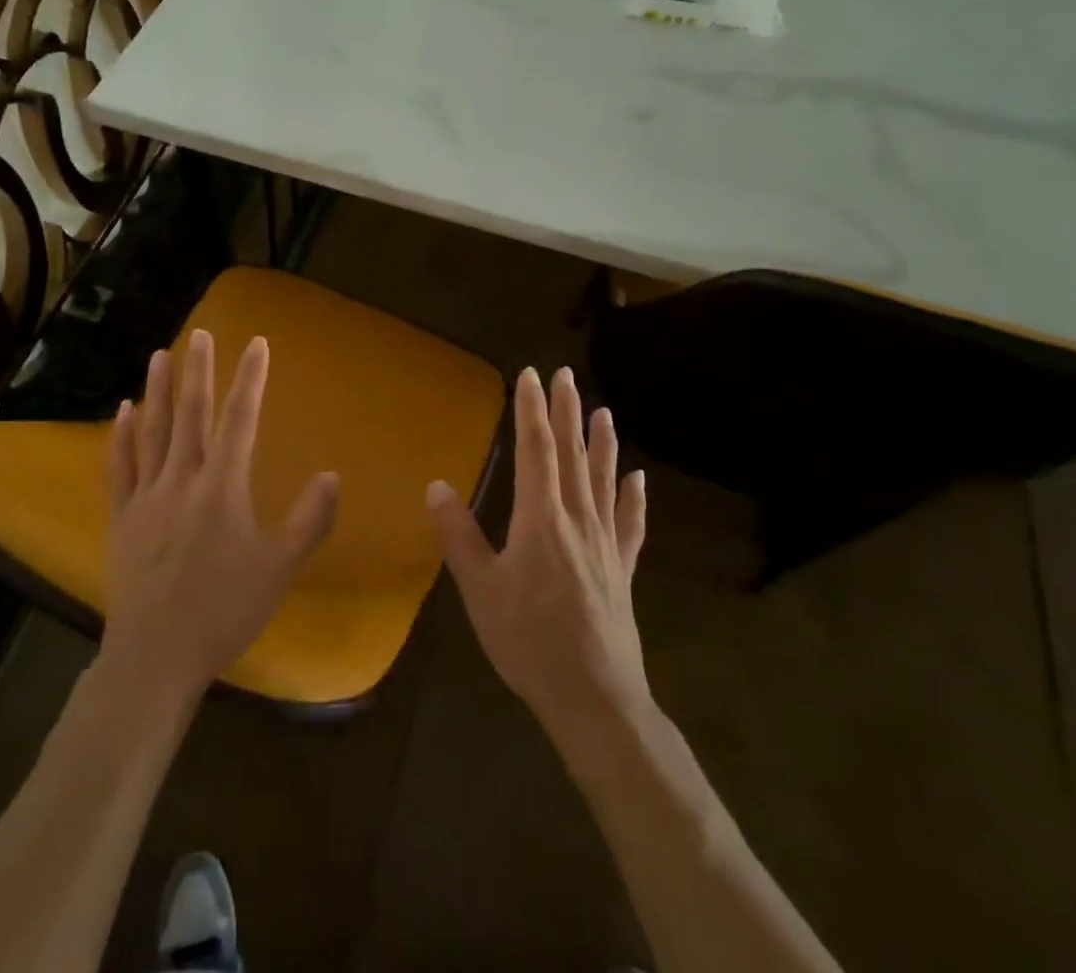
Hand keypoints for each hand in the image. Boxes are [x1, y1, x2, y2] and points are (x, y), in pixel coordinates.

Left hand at [99, 330, 338, 703]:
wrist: (156, 655)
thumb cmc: (224, 611)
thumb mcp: (279, 569)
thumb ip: (309, 520)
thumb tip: (332, 474)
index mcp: (223, 487)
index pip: (241, 419)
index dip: (250, 378)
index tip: (257, 342)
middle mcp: (183, 479)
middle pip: (192, 414)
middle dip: (198, 370)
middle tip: (199, 333)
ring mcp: (147, 495)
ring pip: (153, 431)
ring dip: (157, 390)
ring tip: (159, 355)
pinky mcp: (122, 516)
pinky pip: (120, 466)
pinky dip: (123, 435)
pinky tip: (125, 411)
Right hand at [427, 366, 649, 748]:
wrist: (595, 699)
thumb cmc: (529, 642)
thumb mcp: (480, 590)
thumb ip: (459, 535)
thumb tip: (436, 485)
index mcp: (540, 520)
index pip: (536, 450)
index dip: (531, 410)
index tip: (530, 375)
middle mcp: (577, 520)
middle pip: (573, 455)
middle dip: (566, 412)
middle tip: (567, 375)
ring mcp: (606, 545)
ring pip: (604, 481)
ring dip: (602, 444)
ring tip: (603, 411)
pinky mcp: (623, 570)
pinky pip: (631, 525)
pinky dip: (635, 499)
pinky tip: (639, 480)